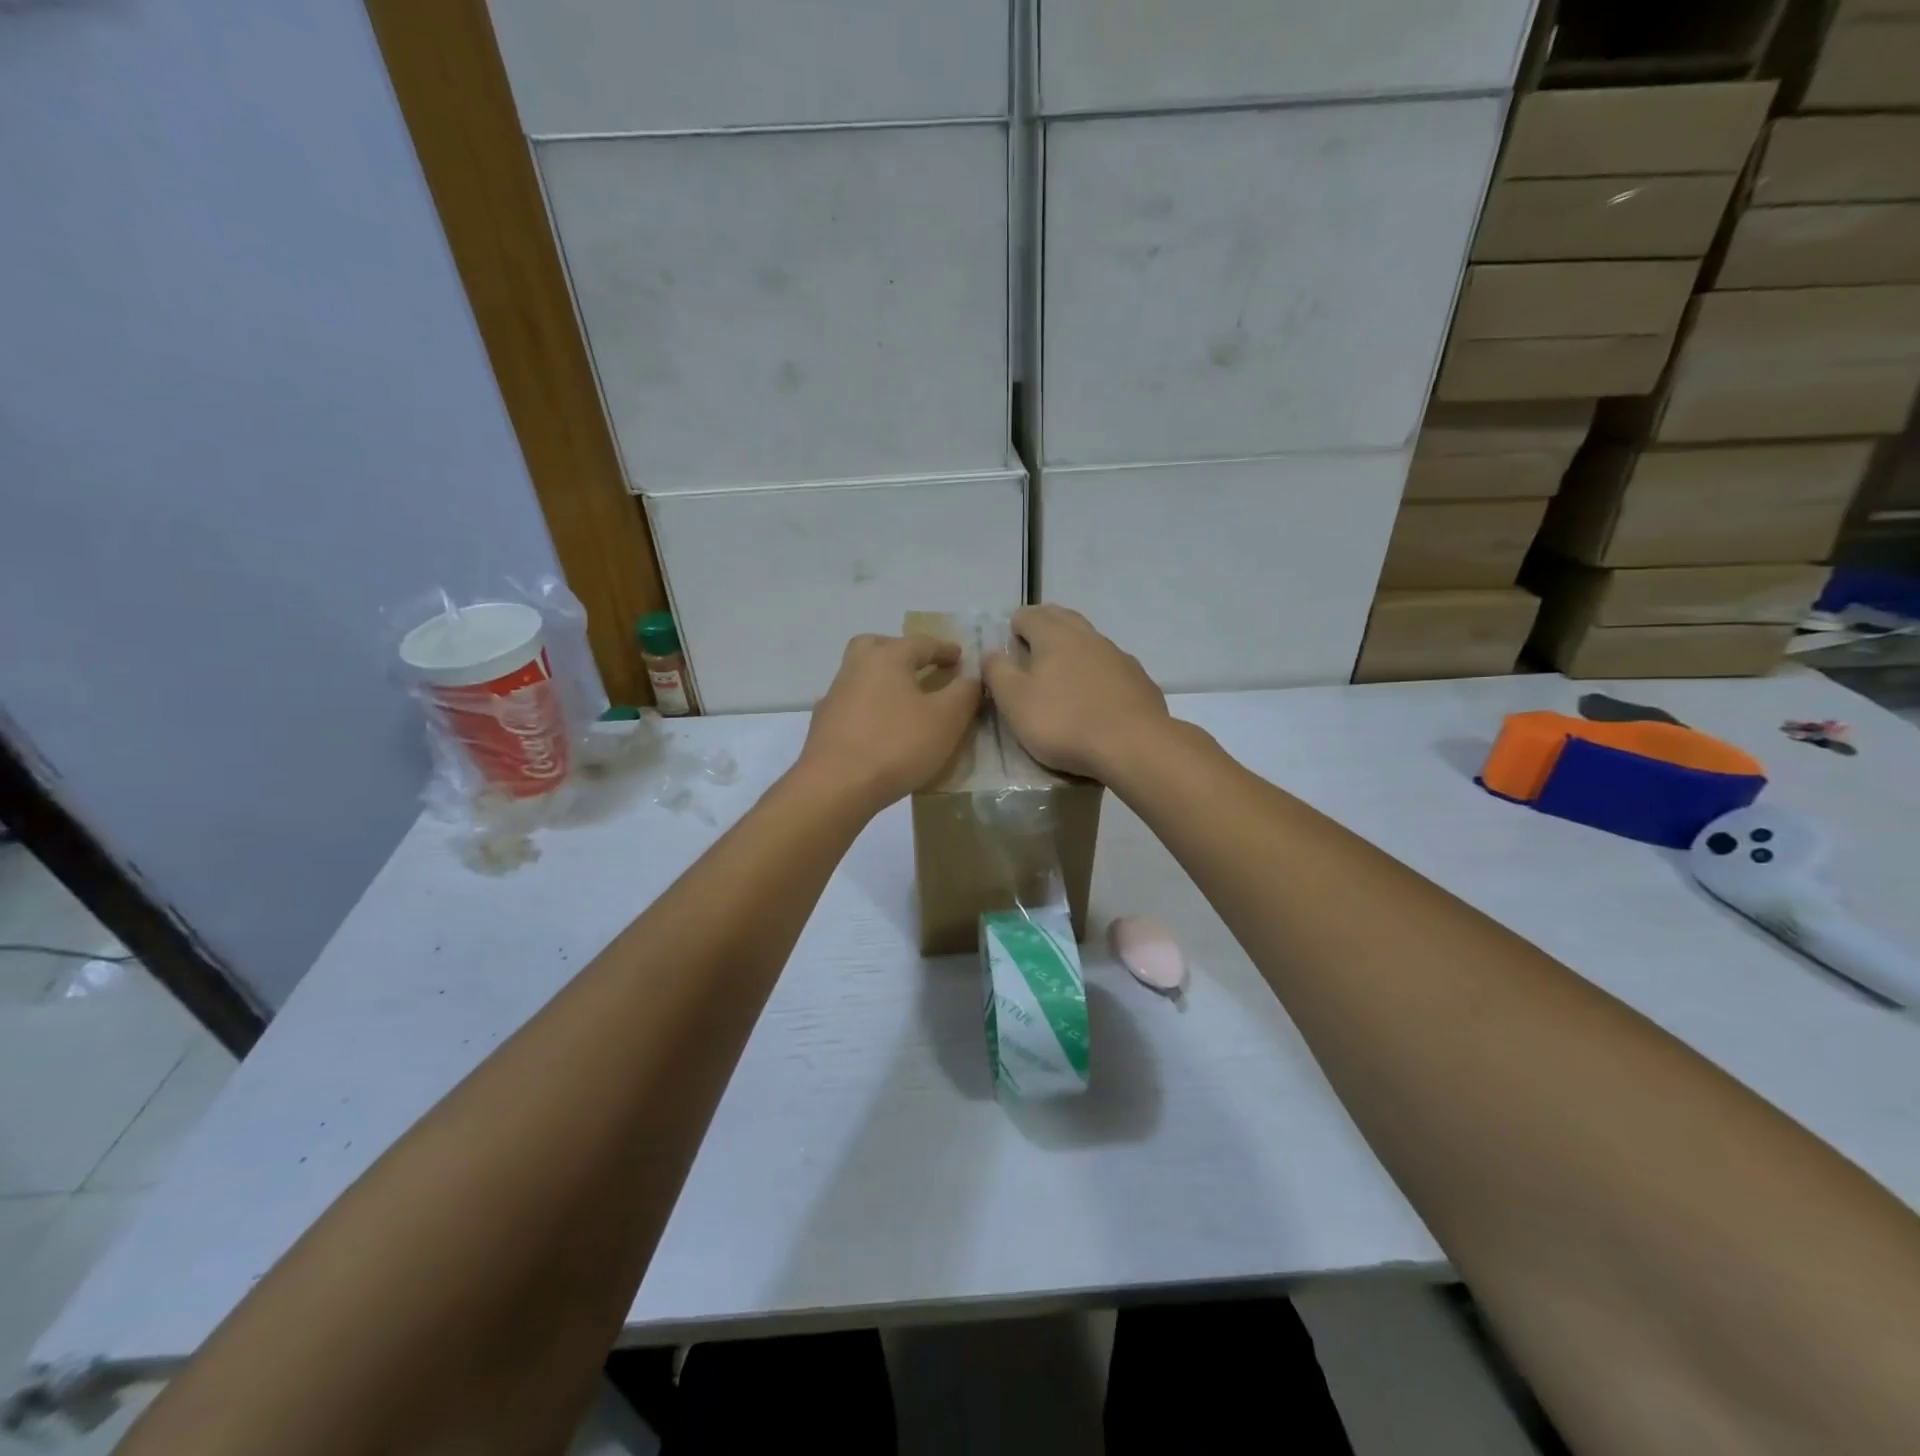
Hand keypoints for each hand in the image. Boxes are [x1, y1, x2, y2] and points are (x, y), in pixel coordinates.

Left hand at [796, 633, 981, 811]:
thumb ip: (964, 693)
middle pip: (878, 647)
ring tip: (907, 702)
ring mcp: (835, 697)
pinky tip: (883, 729)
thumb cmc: (896, 745)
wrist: (835, 787)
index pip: (921, 643)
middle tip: (921, 668)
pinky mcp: (824, 725)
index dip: (945, 649)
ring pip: (862, 675)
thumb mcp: (946, 719)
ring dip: (884, 681)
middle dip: (902, 652)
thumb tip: (972, 677)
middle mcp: (856, 668)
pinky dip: (871, 708)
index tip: (960, 657)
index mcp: (886, 657)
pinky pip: (854, 705)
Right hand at [983, 605, 1169, 780]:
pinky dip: (1096, 670)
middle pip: (1062, 618)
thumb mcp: (1015, 702)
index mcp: (1054, 636)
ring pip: (1089, 640)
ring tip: (1061, 671)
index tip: (1008, 644)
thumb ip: (998, 673)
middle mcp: (1087, 636)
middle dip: (1044, 626)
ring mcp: (1118, 656)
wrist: (1134, 745)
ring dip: (1072, 648)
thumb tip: (990, 653)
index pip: (1029, 615)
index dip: (1015, 625)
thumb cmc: (1064, 722)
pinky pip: (1110, 665)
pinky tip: (1094, 693)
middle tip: (1030, 648)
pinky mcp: (1139, 679)